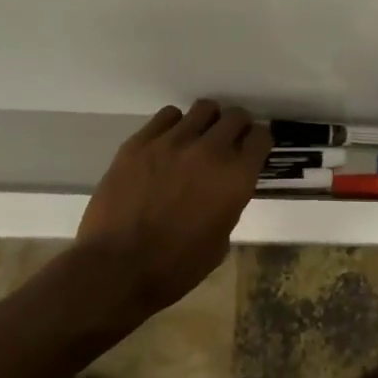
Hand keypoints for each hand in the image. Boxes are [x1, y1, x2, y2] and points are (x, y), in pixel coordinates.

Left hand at [77, 100, 270, 316]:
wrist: (116, 268)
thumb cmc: (174, 267)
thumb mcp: (220, 241)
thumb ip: (228, 204)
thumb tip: (222, 189)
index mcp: (235, 178)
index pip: (261, 137)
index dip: (258, 143)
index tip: (251, 151)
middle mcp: (210, 150)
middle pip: (236, 116)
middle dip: (237, 127)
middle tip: (227, 142)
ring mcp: (173, 141)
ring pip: (204, 108)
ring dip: (207, 122)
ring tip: (197, 138)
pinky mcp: (141, 141)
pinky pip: (168, 115)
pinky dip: (174, 125)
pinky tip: (168, 143)